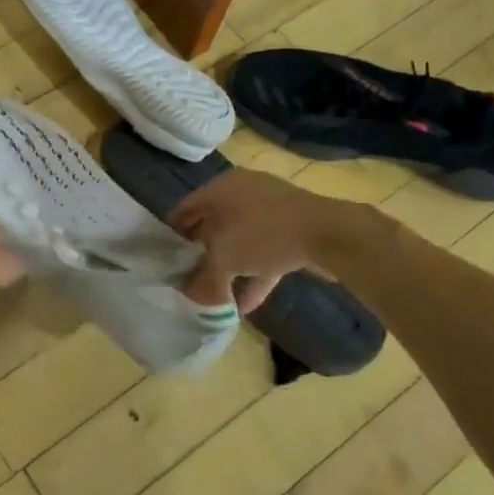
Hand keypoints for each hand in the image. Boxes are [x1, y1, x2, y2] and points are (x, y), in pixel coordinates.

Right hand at [171, 170, 338, 312]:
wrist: (329, 233)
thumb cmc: (264, 234)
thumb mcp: (224, 259)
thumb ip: (204, 278)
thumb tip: (191, 294)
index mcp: (221, 188)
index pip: (185, 208)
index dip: (172, 234)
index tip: (164, 260)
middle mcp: (242, 193)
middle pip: (212, 225)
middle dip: (201, 254)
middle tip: (189, 278)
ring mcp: (270, 210)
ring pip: (240, 240)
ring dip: (229, 268)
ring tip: (216, 297)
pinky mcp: (292, 229)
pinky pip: (264, 252)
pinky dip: (254, 275)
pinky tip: (246, 306)